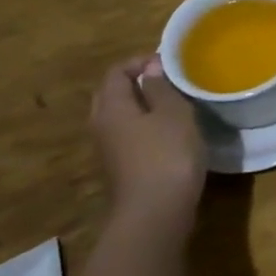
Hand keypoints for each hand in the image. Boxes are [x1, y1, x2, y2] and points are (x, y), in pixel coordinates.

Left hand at [89, 55, 204, 231]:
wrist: (156, 214)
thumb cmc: (167, 155)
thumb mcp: (173, 114)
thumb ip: (161, 88)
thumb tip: (151, 68)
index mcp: (111, 108)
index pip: (116, 72)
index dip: (140, 61)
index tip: (169, 63)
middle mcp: (102, 127)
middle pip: (111, 94)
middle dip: (136, 82)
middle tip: (168, 80)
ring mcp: (109, 151)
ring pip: (119, 117)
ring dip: (141, 105)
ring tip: (172, 103)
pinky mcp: (122, 168)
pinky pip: (128, 136)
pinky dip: (144, 126)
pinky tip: (170, 133)